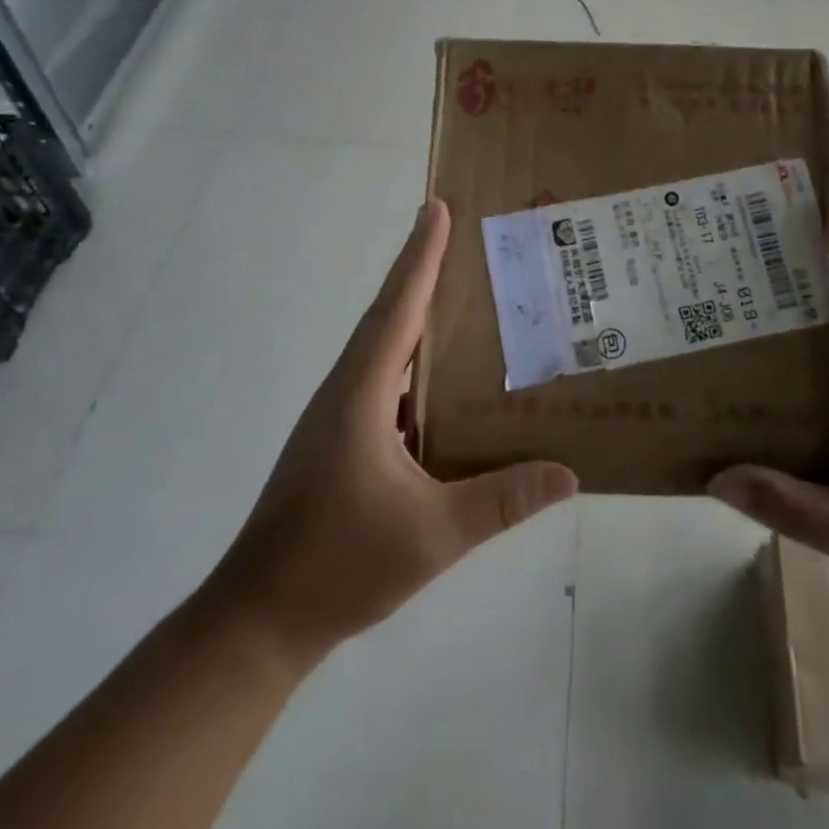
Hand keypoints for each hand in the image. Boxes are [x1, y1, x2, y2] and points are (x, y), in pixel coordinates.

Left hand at [200, 201, 577, 669]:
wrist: (258, 619)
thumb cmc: (339, 565)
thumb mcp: (433, 535)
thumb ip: (502, 501)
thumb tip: (569, 473)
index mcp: (362, 393)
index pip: (399, 308)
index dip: (421, 256)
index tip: (438, 208)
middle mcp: (346, 390)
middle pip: (388, 313)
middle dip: (420, 269)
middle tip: (458, 234)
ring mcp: (337, 416)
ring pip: (381, 347)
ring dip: (413, 312)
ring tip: (460, 296)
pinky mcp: (337, 439)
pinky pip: (381, 379)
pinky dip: (409, 360)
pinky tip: (440, 381)